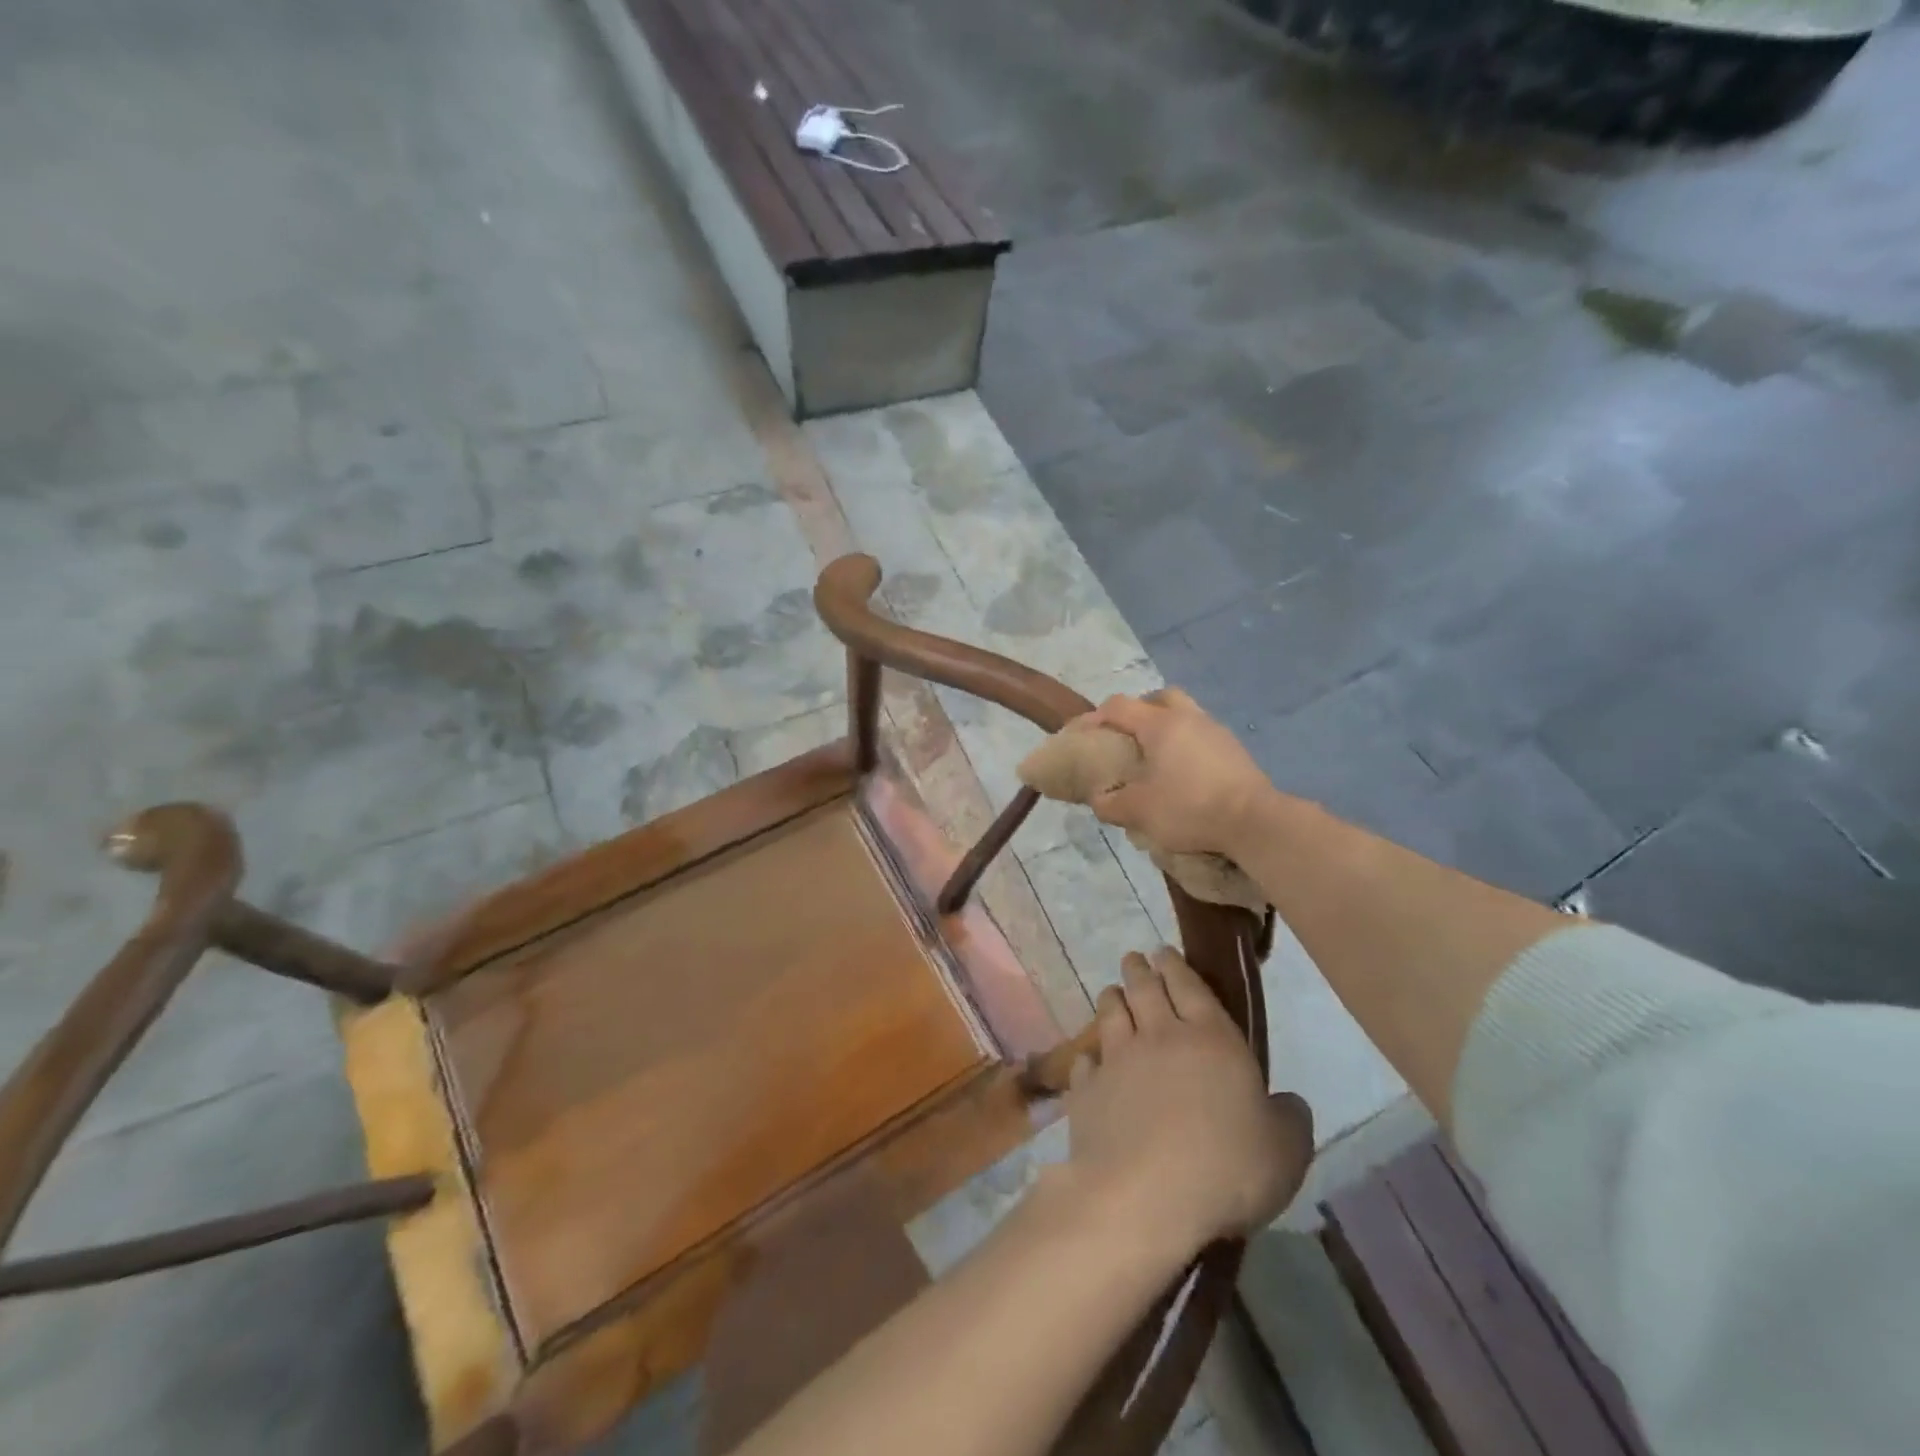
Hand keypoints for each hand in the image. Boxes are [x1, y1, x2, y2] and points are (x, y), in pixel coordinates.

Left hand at [1062, 948, 1312, 1259]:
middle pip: (1144, 989)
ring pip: (1111, 1015)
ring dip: (1112, 999)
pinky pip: (1087, 1063)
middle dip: (1139, 970)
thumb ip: (1289, 1120)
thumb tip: (1288, 1102)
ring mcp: (1118, 1060)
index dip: (1176, 966)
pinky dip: (1090, 1057)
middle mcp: (1159, 1036)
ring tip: (1112, 992)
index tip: (1164, 953)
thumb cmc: (1226, 1167)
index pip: (1189, 986)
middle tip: (1135, 960)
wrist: (1145, 1194)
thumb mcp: (1285, 1151)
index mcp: (1211, 1038)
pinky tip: (1091, 1060)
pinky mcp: (1087, 1090)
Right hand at [1081, 690, 1277, 860]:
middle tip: (1125, 737)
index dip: (1093, 718)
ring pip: (1184, 715)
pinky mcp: (1235, 751)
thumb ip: (1110, 803)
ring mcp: (1216, 732)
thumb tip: (1099, 798)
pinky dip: (1185, 746)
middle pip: (1158, 698)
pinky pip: (1201, 736)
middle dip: (1137, 712)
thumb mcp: (1138, 811)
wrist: (1255, 822)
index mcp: (1160, 724)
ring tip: (1154, 758)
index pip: (1118, 706)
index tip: (1078, 736)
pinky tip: (1182, 773)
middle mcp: (1189, 718)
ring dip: (1165, 729)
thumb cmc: (1189, 808)